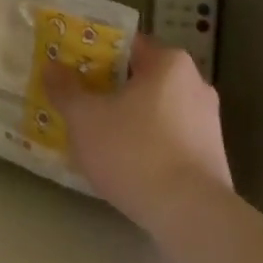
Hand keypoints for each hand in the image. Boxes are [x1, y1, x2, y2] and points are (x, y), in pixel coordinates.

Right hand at [43, 34, 232, 232]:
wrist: (192, 218)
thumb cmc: (135, 152)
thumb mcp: (85, 118)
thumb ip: (65, 88)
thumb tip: (50, 66)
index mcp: (169, 62)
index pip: (125, 44)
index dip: (95, 52)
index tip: (72, 66)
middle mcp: (195, 84)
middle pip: (141, 76)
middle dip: (110, 87)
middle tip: (80, 99)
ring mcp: (208, 122)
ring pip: (155, 109)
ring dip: (129, 117)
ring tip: (97, 135)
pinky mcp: (212, 157)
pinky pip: (170, 138)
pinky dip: (148, 143)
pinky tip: (125, 163)